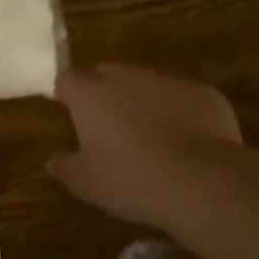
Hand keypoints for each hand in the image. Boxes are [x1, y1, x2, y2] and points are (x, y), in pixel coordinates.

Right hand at [48, 64, 244, 236]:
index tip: (72, 117)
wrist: (203, 181)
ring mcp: (169, 81)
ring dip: (144, 104)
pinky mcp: (204, 93)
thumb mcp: (87, 183)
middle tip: (111, 130)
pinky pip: (183, 99)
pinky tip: (188, 146)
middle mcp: (127, 77)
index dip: (68, 96)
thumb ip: (65, 167)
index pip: (68, 80)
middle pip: (108, 75)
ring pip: (148, 85)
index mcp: (92, 94)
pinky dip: (181, 114)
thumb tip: (54, 160)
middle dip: (106, 95)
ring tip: (153, 141)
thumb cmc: (132, 179)